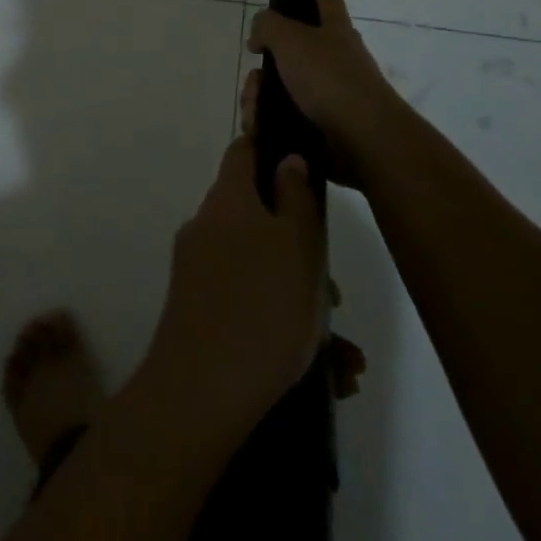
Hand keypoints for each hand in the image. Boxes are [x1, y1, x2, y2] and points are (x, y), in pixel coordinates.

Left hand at [143, 135, 326, 438]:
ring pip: (260, 270)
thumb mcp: (297, 245)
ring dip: (301, 299)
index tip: (301, 162)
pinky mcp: (197, 311)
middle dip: (300, 249)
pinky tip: (327, 373)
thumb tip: (288, 159)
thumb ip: (297, 198)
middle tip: (334, 293)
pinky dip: (283, 327)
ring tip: (344, 355)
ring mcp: (197, 271)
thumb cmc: (262, 307)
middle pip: (257, 218)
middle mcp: (206, 228)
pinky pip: (248, 304)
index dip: (270, 148)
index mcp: (227, 201)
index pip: (243, 152)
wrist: (201, 392)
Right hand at [245, 0, 406, 187]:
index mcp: (335, 31)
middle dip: (265, 63)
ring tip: (255, 112)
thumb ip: (268, 25)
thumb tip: (259, 35)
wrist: (363, 140)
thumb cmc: (330, 79)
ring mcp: (330, 95)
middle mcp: (335, 60)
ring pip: (280, 88)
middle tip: (255, 76)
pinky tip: (260, 129)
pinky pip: (283, 118)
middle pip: (290, 51)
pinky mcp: (322, 128)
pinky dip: (267, 123)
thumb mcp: (291, 39)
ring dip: (259, 98)